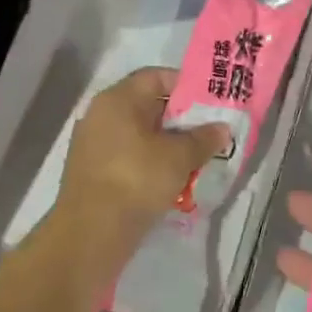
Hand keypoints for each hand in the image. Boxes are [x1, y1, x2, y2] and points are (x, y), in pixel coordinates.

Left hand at [56, 67, 230, 261]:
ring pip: (138, 134)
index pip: (156, 76)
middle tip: (207, 133)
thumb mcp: (178, 158)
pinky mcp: (91, 172)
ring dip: (165, 145)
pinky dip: (148, 163)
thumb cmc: (136, 180)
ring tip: (193, 160)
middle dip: (179, 119)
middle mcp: (101, 114)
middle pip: (147, 105)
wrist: (89, 234)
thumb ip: (203, 139)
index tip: (209, 103)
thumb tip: (221, 128)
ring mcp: (93, 144)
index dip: (185, 85)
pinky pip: (127, 156)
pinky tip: (169, 181)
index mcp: (118, 98)